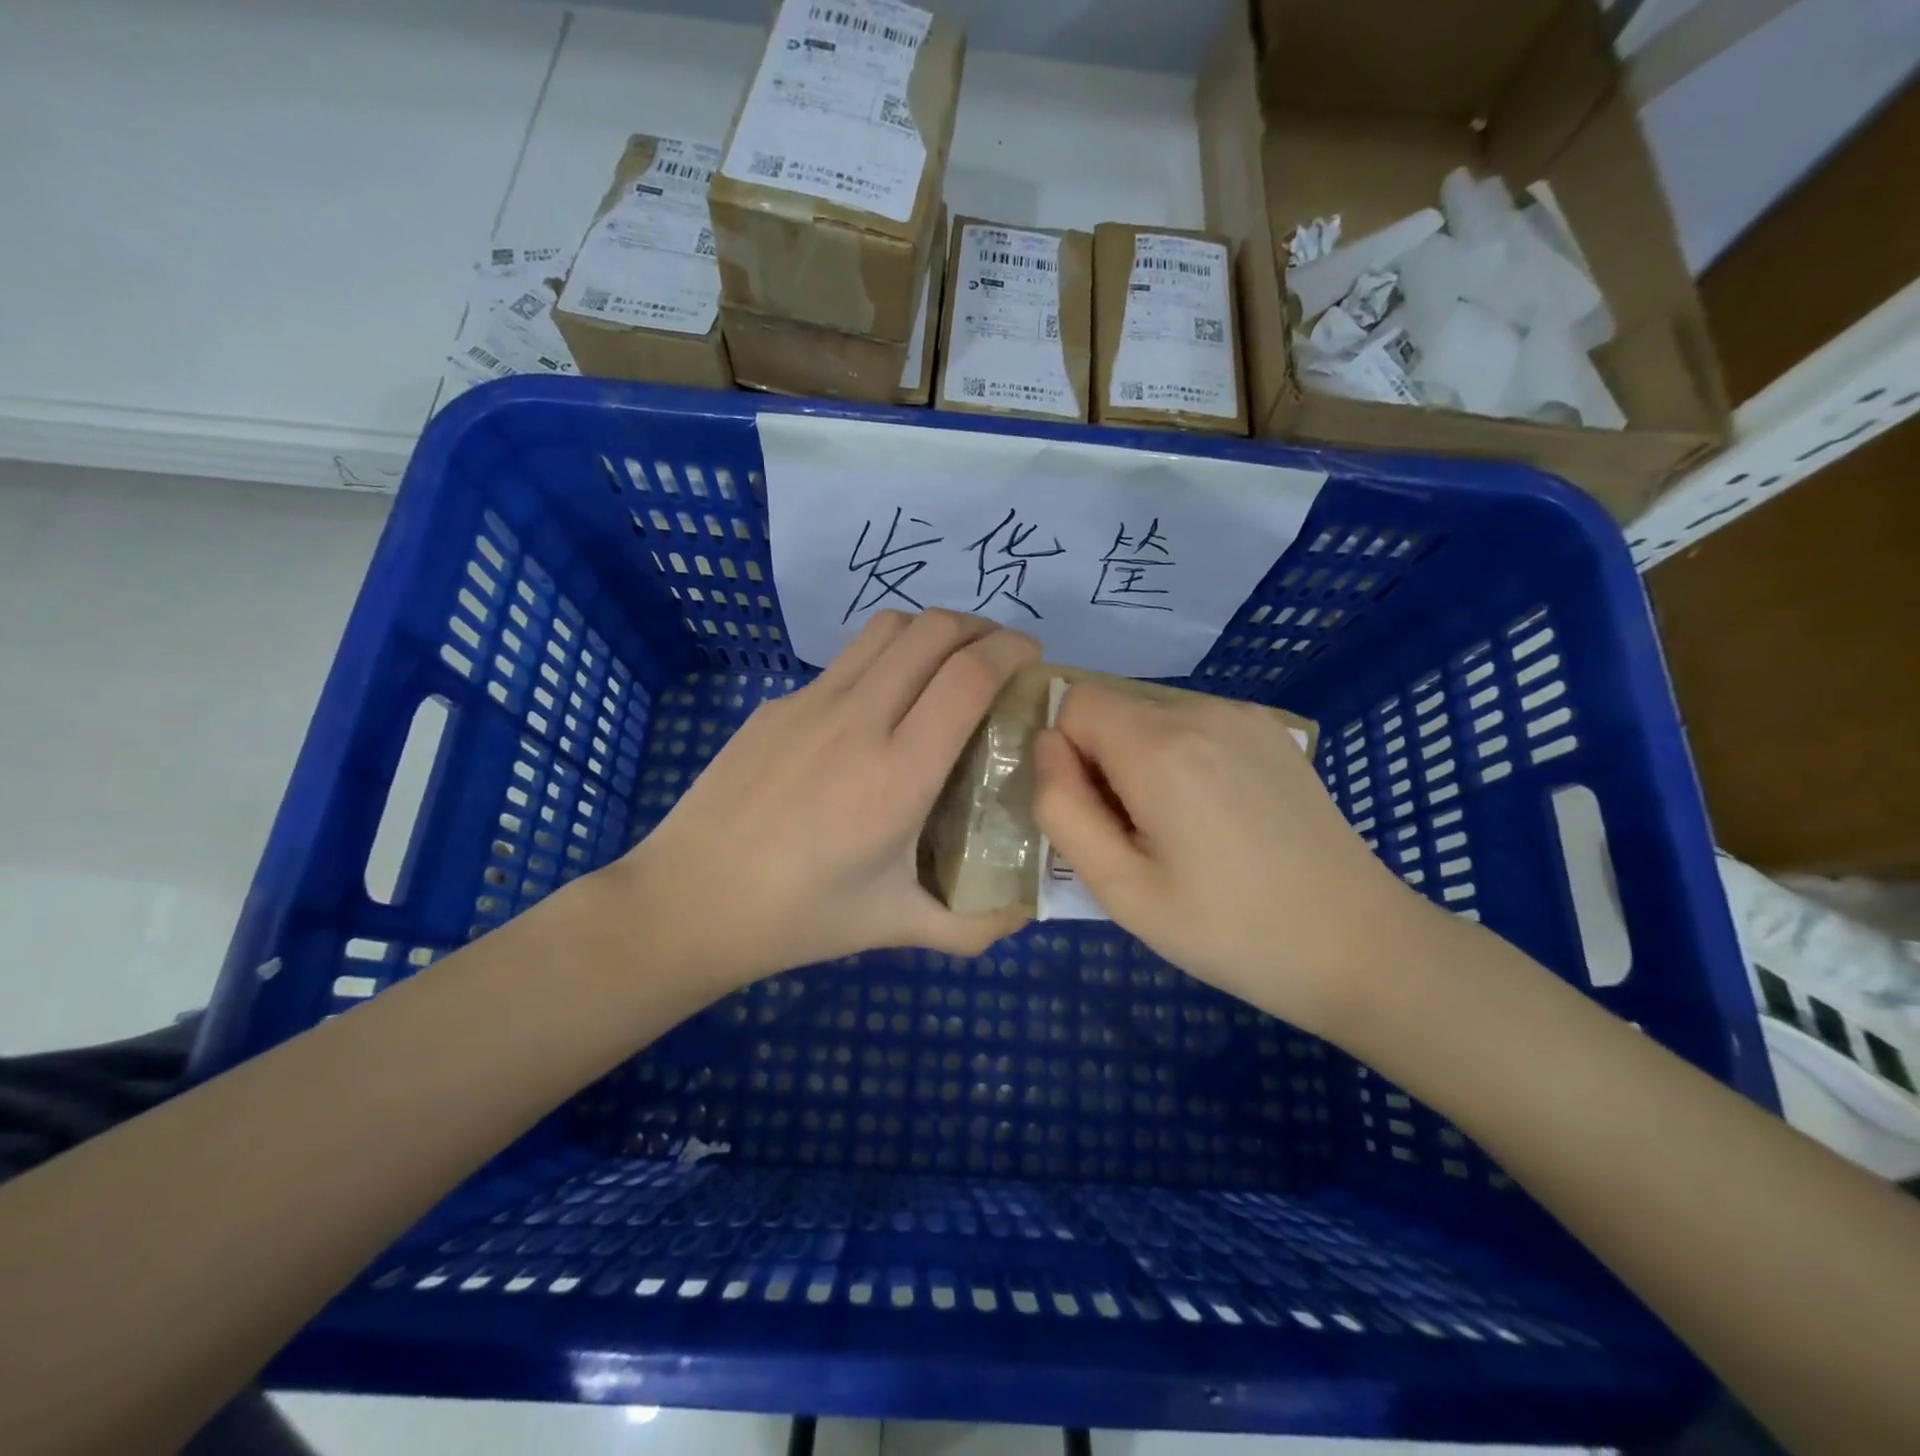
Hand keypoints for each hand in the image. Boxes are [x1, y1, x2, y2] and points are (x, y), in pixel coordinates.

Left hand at [620, 610, 1039, 991]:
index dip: (1010, 651)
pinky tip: (880, 706)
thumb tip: (1026, 910)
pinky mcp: (777, 704)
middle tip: (999, 658)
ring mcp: (811, 702)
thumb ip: (974, 926)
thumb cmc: (799, 917)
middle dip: (981, 628)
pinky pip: (846, 661)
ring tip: (947, 663)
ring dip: (931, 631)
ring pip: (887, 628)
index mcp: (899, 772)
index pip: (969, 675)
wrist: (688, 902)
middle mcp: (859, 719)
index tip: (1032, 660)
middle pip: (933, 631)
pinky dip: (884, 659)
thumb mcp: (898, 927)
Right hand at [1031, 681, 1434, 1035]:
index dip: (1068, 756)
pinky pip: (1195, 725)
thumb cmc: (1229, 930)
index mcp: (1162, 747)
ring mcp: (1245, 716)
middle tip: (1139, 837)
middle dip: (1104, 762)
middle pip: (1114, 709)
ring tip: (1183, 832)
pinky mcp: (1273, 732)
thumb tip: (1047, 747)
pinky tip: (1220, 816)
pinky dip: (1183, 758)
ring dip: (1143, 761)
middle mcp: (1203, 710)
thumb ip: (1062, 809)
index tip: (1098, 815)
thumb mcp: (1121, 889)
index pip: (1074, 703)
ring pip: (1152, 716)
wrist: (1360, 946)